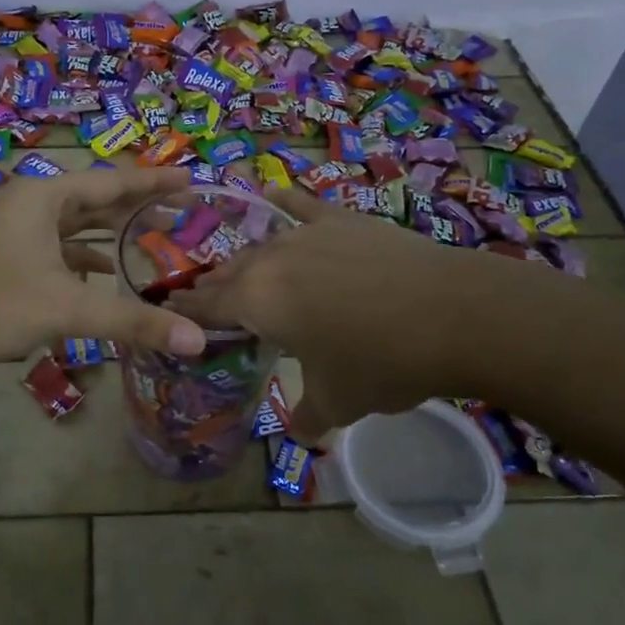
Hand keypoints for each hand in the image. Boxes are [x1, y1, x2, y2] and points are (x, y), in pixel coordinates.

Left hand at [0, 165, 208, 379]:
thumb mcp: (65, 310)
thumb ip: (132, 322)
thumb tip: (197, 340)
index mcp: (44, 198)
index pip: (113, 183)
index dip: (155, 183)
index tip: (192, 181)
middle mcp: (29, 204)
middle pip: (94, 200)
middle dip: (136, 208)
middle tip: (181, 214)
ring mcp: (13, 229)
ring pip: (74, 225)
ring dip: (110, 233)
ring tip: (150, 239)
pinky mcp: (4, 256)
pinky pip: (56, 247)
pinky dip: (83, 258)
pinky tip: (103, 274)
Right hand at [170, 186, 488, 442]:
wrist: (455, 314)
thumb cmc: (383, 362)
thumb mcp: (339, 402)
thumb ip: (307, 417)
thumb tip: (300, 431)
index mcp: (256, 302)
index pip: (205, 307)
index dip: (185, 313)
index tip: (169, 315)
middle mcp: (270, 260)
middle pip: (229, 273)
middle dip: (212, 289)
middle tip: (203, 303)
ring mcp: (307, 233)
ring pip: (261, 246)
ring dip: (245, 262)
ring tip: (238, 272)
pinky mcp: (343, 220)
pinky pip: (302, 206)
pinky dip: (282, 202)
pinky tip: (269, 193)